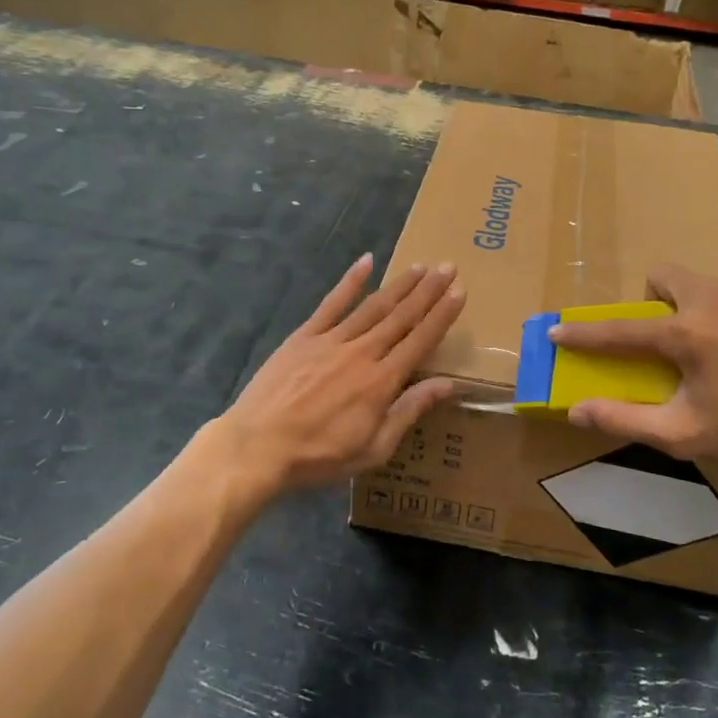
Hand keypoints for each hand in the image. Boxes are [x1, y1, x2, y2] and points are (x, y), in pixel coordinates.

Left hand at [217, 254, 464, 493]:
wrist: (258, 446)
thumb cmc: (319, 456)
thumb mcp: (373, 448)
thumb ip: (409, 411)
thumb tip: (447, 384)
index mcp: (382, 381)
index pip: (421, 340)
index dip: (442, 315)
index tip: (460, 291)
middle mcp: (362, 352)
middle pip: (402, 316)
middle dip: (428, 291)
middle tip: (448, 267)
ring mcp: (331, 340)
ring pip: (373, 306)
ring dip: (399, 285)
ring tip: (420, 266)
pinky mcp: (304, 336)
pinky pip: (331, 303)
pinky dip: (350, 282)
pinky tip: (366, 262)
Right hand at [547, 265, 717, 468]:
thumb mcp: (686, 434)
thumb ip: (626, 418)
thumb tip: (575, 410)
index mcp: (686, 333)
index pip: (619, 330)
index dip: (583, 333)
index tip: (557, 330)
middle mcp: (714, 298)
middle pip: (664, 276)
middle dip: (654, 299)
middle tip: (669, 337)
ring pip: (707, 284)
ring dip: (700, 308)